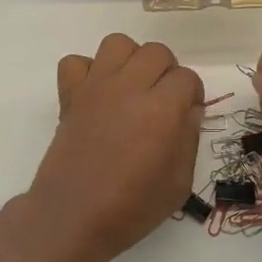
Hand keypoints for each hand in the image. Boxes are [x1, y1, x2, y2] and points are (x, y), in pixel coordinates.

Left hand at [20, 34, 203, 261]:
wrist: (72, 218)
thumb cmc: (131, 208)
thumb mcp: (179, 183)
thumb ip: (189, 139)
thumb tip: (189, 111)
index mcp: (162, 109)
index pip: (186, 77)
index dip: (191, 95)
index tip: (186, 115)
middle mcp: (129, 88)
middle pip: (156, 52)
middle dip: (166, 72)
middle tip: (162, 101)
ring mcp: (96, 87)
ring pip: (118, 44)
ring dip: (130, 60)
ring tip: (131, 88)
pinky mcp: (70, 95)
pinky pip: (75, 62)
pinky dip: (86, 71)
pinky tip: (96, 95)